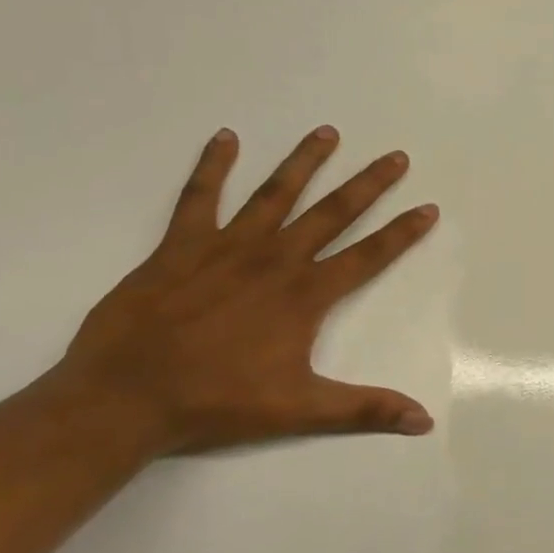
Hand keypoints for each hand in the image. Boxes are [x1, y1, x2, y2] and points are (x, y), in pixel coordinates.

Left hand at [53, 127, 439, 455]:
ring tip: (327, 132)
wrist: (125, 398)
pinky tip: (226, 138)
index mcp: (306, 295)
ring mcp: (227, 247)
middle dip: (368, 183)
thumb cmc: (217, 402)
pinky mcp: (181, 246)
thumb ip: (365, 409)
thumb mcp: (301, 409)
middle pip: (332, 212)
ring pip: (275, 193)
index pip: (368, 256)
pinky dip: (213, 166)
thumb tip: (423, 421)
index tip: (428, 208)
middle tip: (395, 156)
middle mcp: (275, 260)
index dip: (402, 232)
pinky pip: (201, 197)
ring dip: (304, 161)